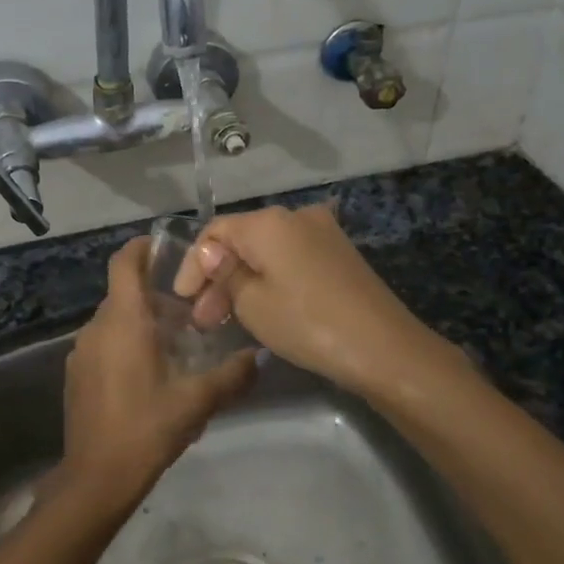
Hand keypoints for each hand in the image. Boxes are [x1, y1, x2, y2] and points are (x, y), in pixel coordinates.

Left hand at [62, 238, 256, 507]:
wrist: (97, 477)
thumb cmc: (147, 428)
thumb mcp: (197, 402)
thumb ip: (231, 376)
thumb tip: (260, 357)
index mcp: (123, 321)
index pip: (124, 263)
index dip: (142, 248)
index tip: (166, 247)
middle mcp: (97, 327)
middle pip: (124, 294)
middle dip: (155, 296)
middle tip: (191, 313)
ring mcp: (82, 351)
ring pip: (114, 321)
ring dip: (141, 323)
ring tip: (176, 345)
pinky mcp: (76, 374)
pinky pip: (103, 344)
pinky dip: (125, 344)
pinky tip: (150, 374)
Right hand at [173, 203, 438, 398]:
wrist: (383, 348)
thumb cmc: (307, 323)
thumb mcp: (252, 303)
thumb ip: (224, 274)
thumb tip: (210, 253)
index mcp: (269, 222)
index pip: (214, 231)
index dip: (193, 265)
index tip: (181, 300)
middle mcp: (296, 216)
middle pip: (241, 240)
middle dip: (217, 278)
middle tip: (203, 320)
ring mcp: (322, 233)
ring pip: (266, 252)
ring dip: (242, 281)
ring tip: (227, 321)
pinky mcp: (338, 254)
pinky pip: (290, 259)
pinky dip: (269, 280)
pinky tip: (260, 308)